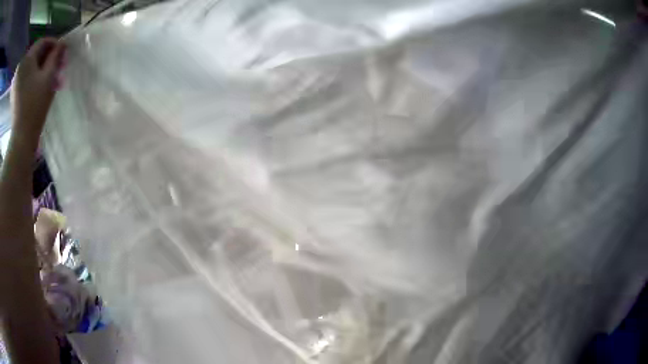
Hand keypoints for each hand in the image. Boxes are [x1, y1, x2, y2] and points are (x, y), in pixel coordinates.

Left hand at [11, 38, 65, 144]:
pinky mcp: (14, 92)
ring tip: (48, 74)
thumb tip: (62, 43)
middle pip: (35, 53)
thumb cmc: (35, 105)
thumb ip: (55, 56)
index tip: (61, 50)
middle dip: (46, 56)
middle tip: (56, 63)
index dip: (53, 43)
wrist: (21, 138)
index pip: (42, 42)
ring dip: (39, 66)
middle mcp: (21, 66)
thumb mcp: (49, 76)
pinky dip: (32, 75)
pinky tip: (38, 82)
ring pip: (30, 65)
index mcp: (27, 59)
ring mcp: (16, 80)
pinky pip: (24, 76)